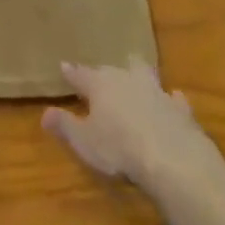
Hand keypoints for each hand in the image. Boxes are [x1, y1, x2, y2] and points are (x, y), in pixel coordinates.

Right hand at [42, 59, 220, 189]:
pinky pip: (173, 98)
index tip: (63, 66)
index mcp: (100, 85)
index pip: (80, 74)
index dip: (71, 73)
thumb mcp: (84, 142)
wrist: (172, 158)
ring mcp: (156, 91)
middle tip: (101, 77)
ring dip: (138, 73)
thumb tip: (45, 112)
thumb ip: (65, 125)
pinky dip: (171, 99)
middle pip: (112, 69)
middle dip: (105, 72)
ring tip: (135, 73)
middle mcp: (126, 80)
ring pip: (144, 73)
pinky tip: (173, 98)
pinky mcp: (180, 109)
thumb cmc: (119, 148)